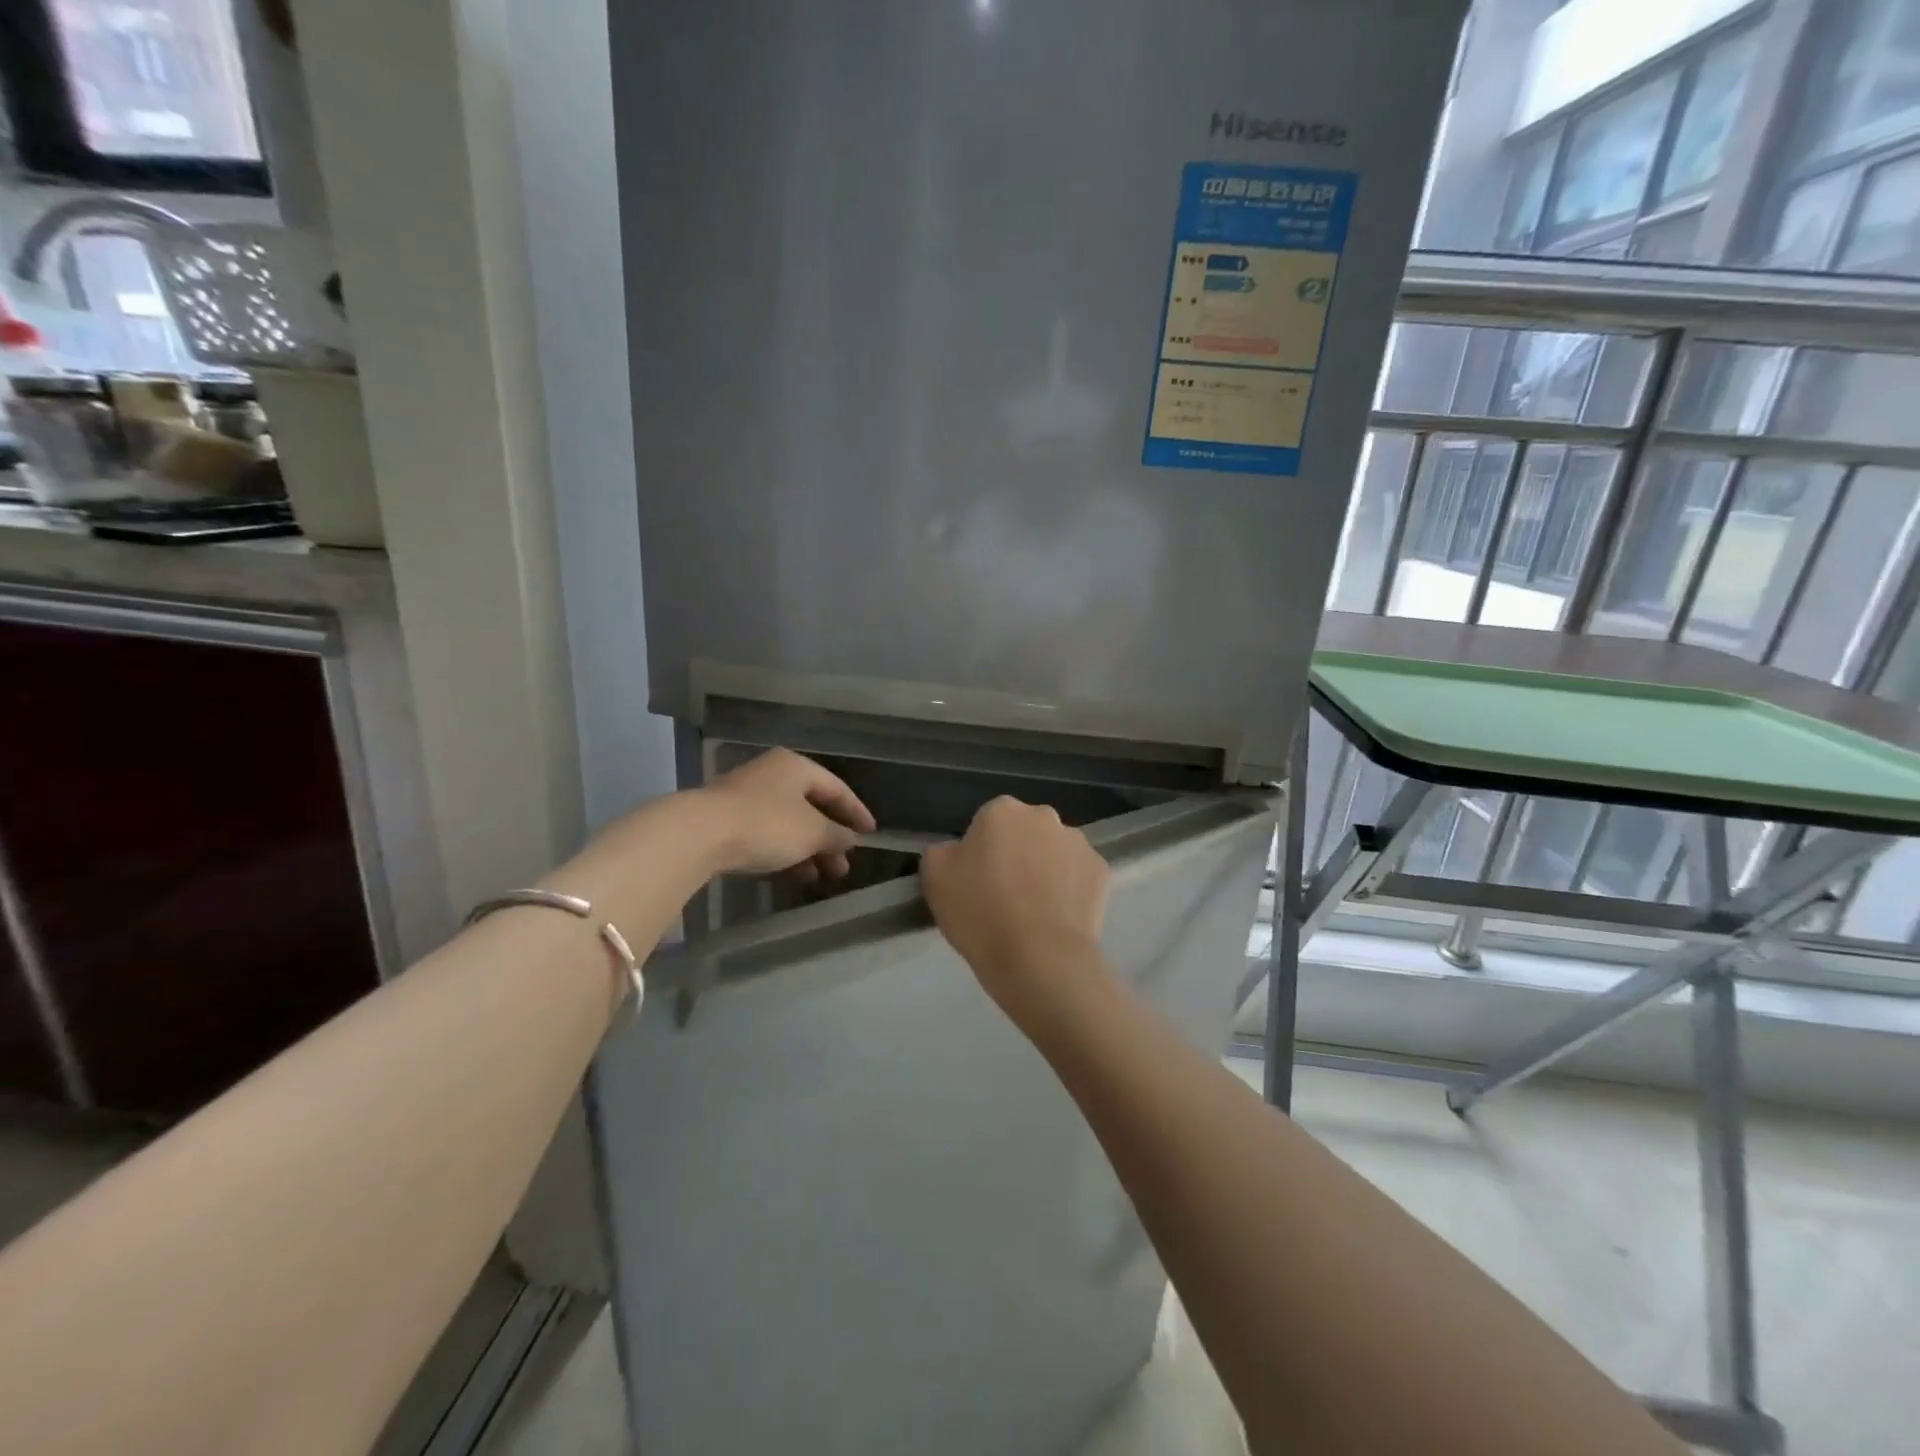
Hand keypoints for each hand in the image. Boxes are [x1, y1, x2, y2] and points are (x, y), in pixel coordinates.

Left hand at [699, 748, 875, 880]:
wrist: (699, 834)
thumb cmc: (767, 824)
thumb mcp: (812, 832)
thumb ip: (836, 835)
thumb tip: (851, 839)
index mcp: (796, 766)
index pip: (837, 788)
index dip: (856, 812)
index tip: (871, 834)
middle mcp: (773, 774)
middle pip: (812, 807)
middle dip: (831, 839)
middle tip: (844, 866)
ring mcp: (747, 796)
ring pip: (789, 823)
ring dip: (810, 850)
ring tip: (824, 877)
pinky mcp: (728, 819)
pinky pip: (768, 834)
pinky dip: (786, 852)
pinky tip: (796, 874)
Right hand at [920, 797, 1109, 1024]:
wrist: (1039, 959)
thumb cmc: (980, 914)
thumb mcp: (935, 879)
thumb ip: (942, 852)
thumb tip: (957, 851)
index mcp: (1002, 811)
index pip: (987, 821)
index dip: (980, 851)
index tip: (976, 881)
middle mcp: (1044, 816)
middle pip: (1025, 831)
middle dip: (1016, 853)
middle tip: (1003, 895)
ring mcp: (1078, 843)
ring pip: (1054, 851)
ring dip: (1045, 869)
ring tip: (1033, 911)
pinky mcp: (1102, 871)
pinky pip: (1078, 875)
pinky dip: (1070, 890)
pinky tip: (1057, 918)